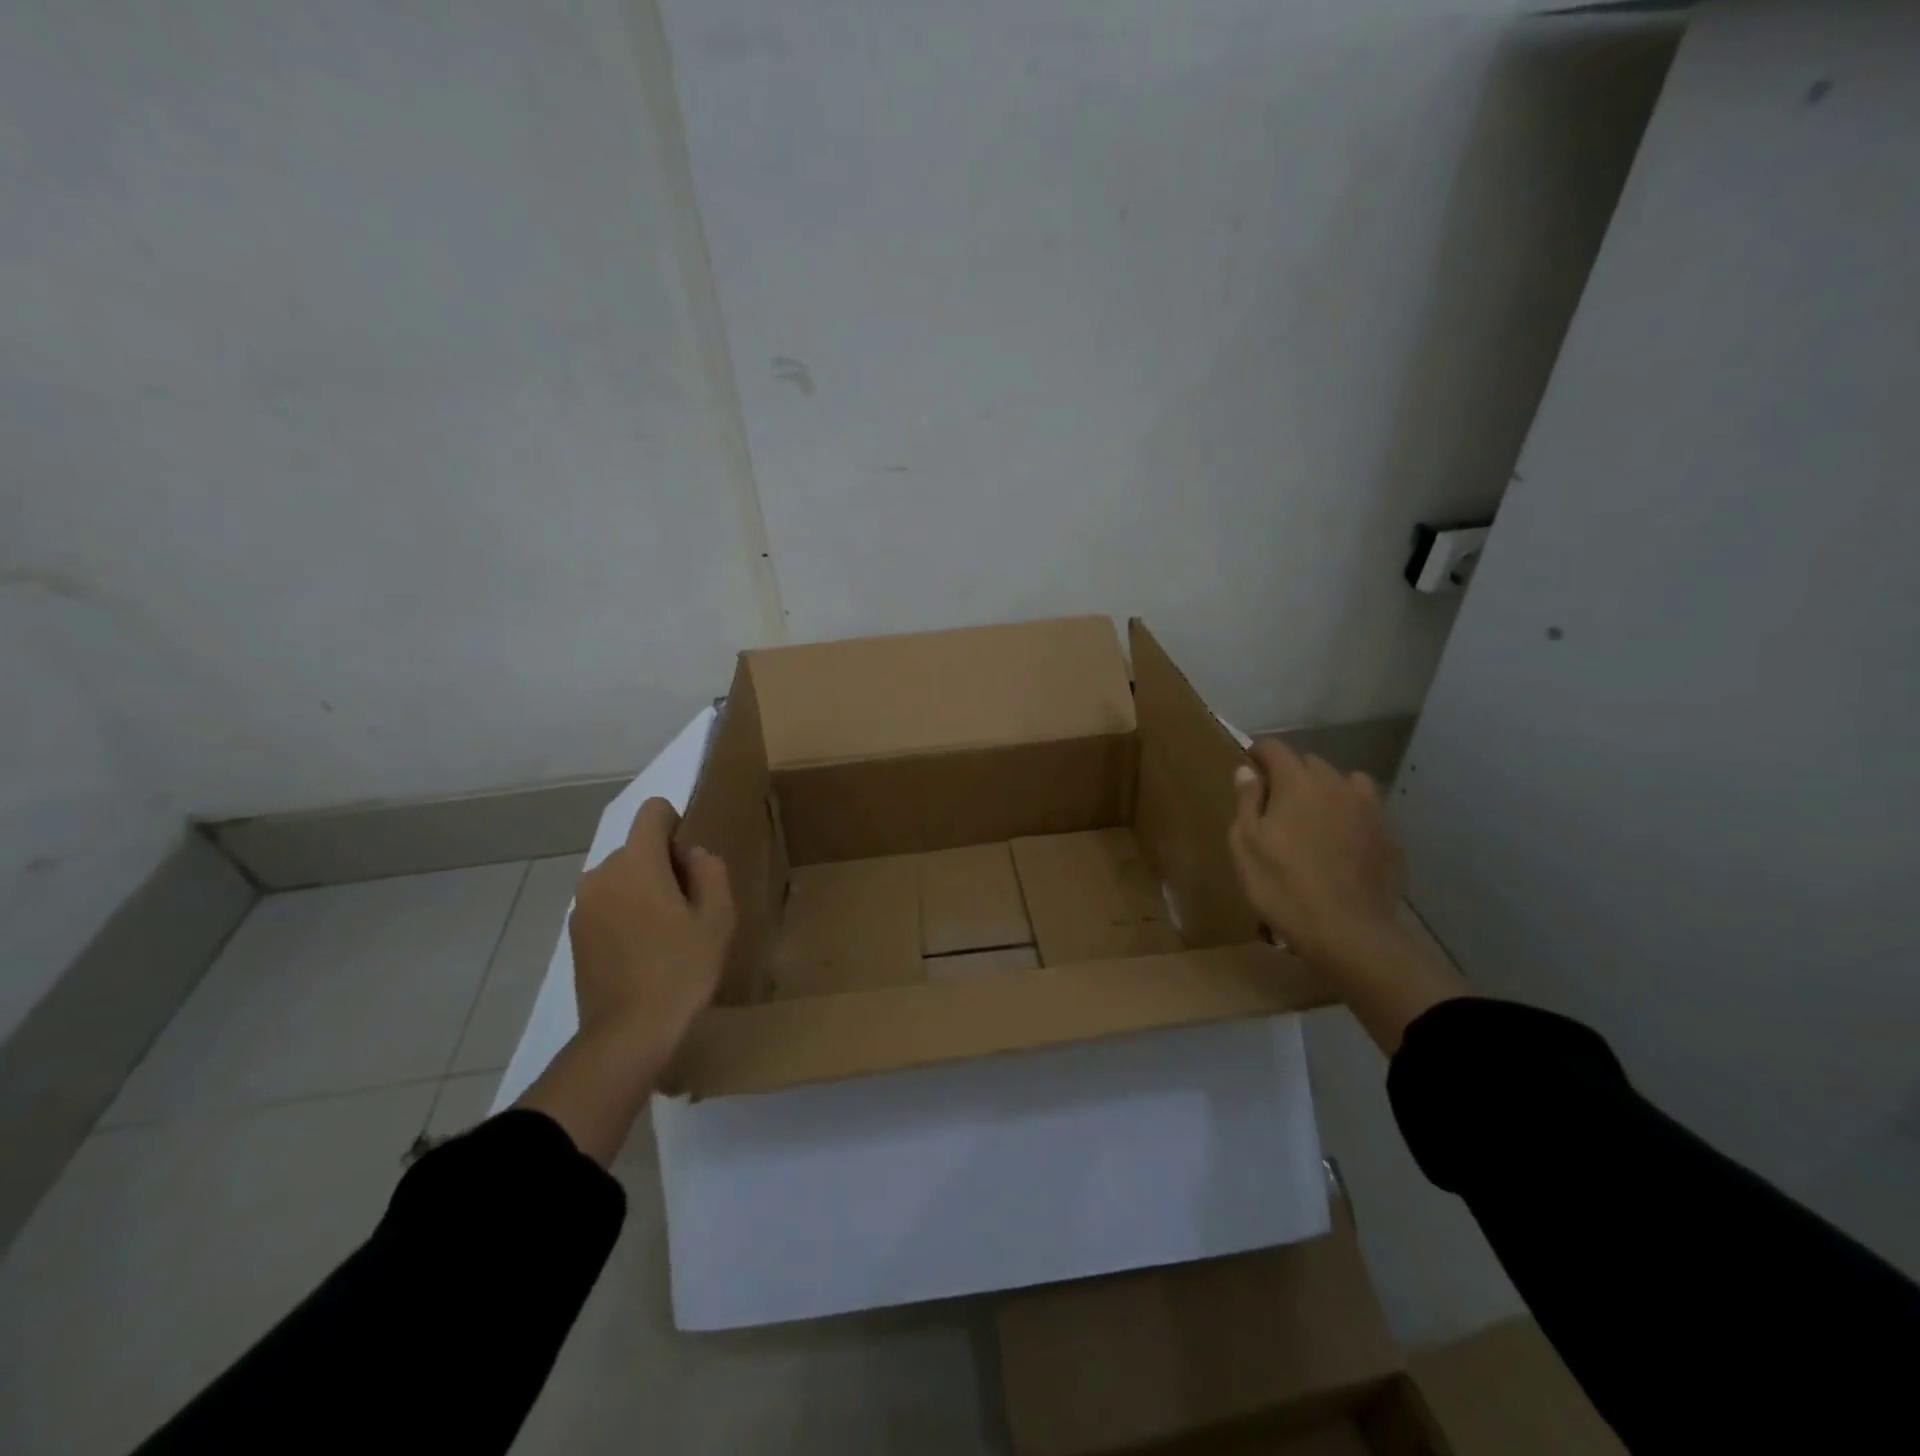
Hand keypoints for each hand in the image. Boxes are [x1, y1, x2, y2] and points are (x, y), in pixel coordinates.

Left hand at [517, 797, 732, 1164]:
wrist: (628, 1034)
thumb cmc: (682, 969)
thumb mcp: (718, 917)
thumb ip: (710, 871)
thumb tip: (692, 855)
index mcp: (636, 862)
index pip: (653, 812)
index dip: (677, 825)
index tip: (692, 864)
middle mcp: (601, 874)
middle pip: (638, 848)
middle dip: (663, 865)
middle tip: (689, 908)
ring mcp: (582, 906)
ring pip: (622, 878)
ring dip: (644, 891)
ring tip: (667, 934)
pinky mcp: (574, 935)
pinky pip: (607, 904)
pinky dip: (626, 914)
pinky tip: (644, 951)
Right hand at [1229, 739, 1403, 969]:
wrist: (1347, 932)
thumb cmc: (1282, 885)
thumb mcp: (1245, 844)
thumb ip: (1246, 801)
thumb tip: (1246, 771)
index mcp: (1297, 782)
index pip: (1275, 749)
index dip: (1259, 752)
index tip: (1249, 764)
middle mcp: (1337, 785)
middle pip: (1311, 763)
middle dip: (1293, 774)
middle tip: (1277, 802)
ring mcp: (1370, 810)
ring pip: (1347, 784)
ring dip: (1329, 791)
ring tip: (1316, 818)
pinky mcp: (1390, 838)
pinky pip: (1367, 814)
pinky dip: (1352, 819)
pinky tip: (1343, 846)